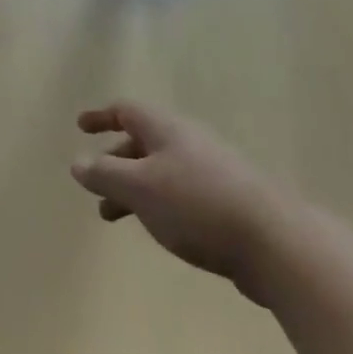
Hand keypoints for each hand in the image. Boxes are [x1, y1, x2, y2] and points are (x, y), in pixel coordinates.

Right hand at [72, 103, 286, 296]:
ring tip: (114, 217)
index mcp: (166, 129)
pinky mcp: (228, 202)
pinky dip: (158, 204)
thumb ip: (104, 174)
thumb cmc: (196, 205)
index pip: (127, 110)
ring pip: (160, 172)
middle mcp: (189, 142)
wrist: (275, 243)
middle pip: (142, 142)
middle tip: (95, 185)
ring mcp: (212, 171)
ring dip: (133, 188)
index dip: (101, 116)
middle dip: (114, 161)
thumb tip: (77, 162)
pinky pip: (181, 194)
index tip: (81, 127)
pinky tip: (159, 229)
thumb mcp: (138, 187)